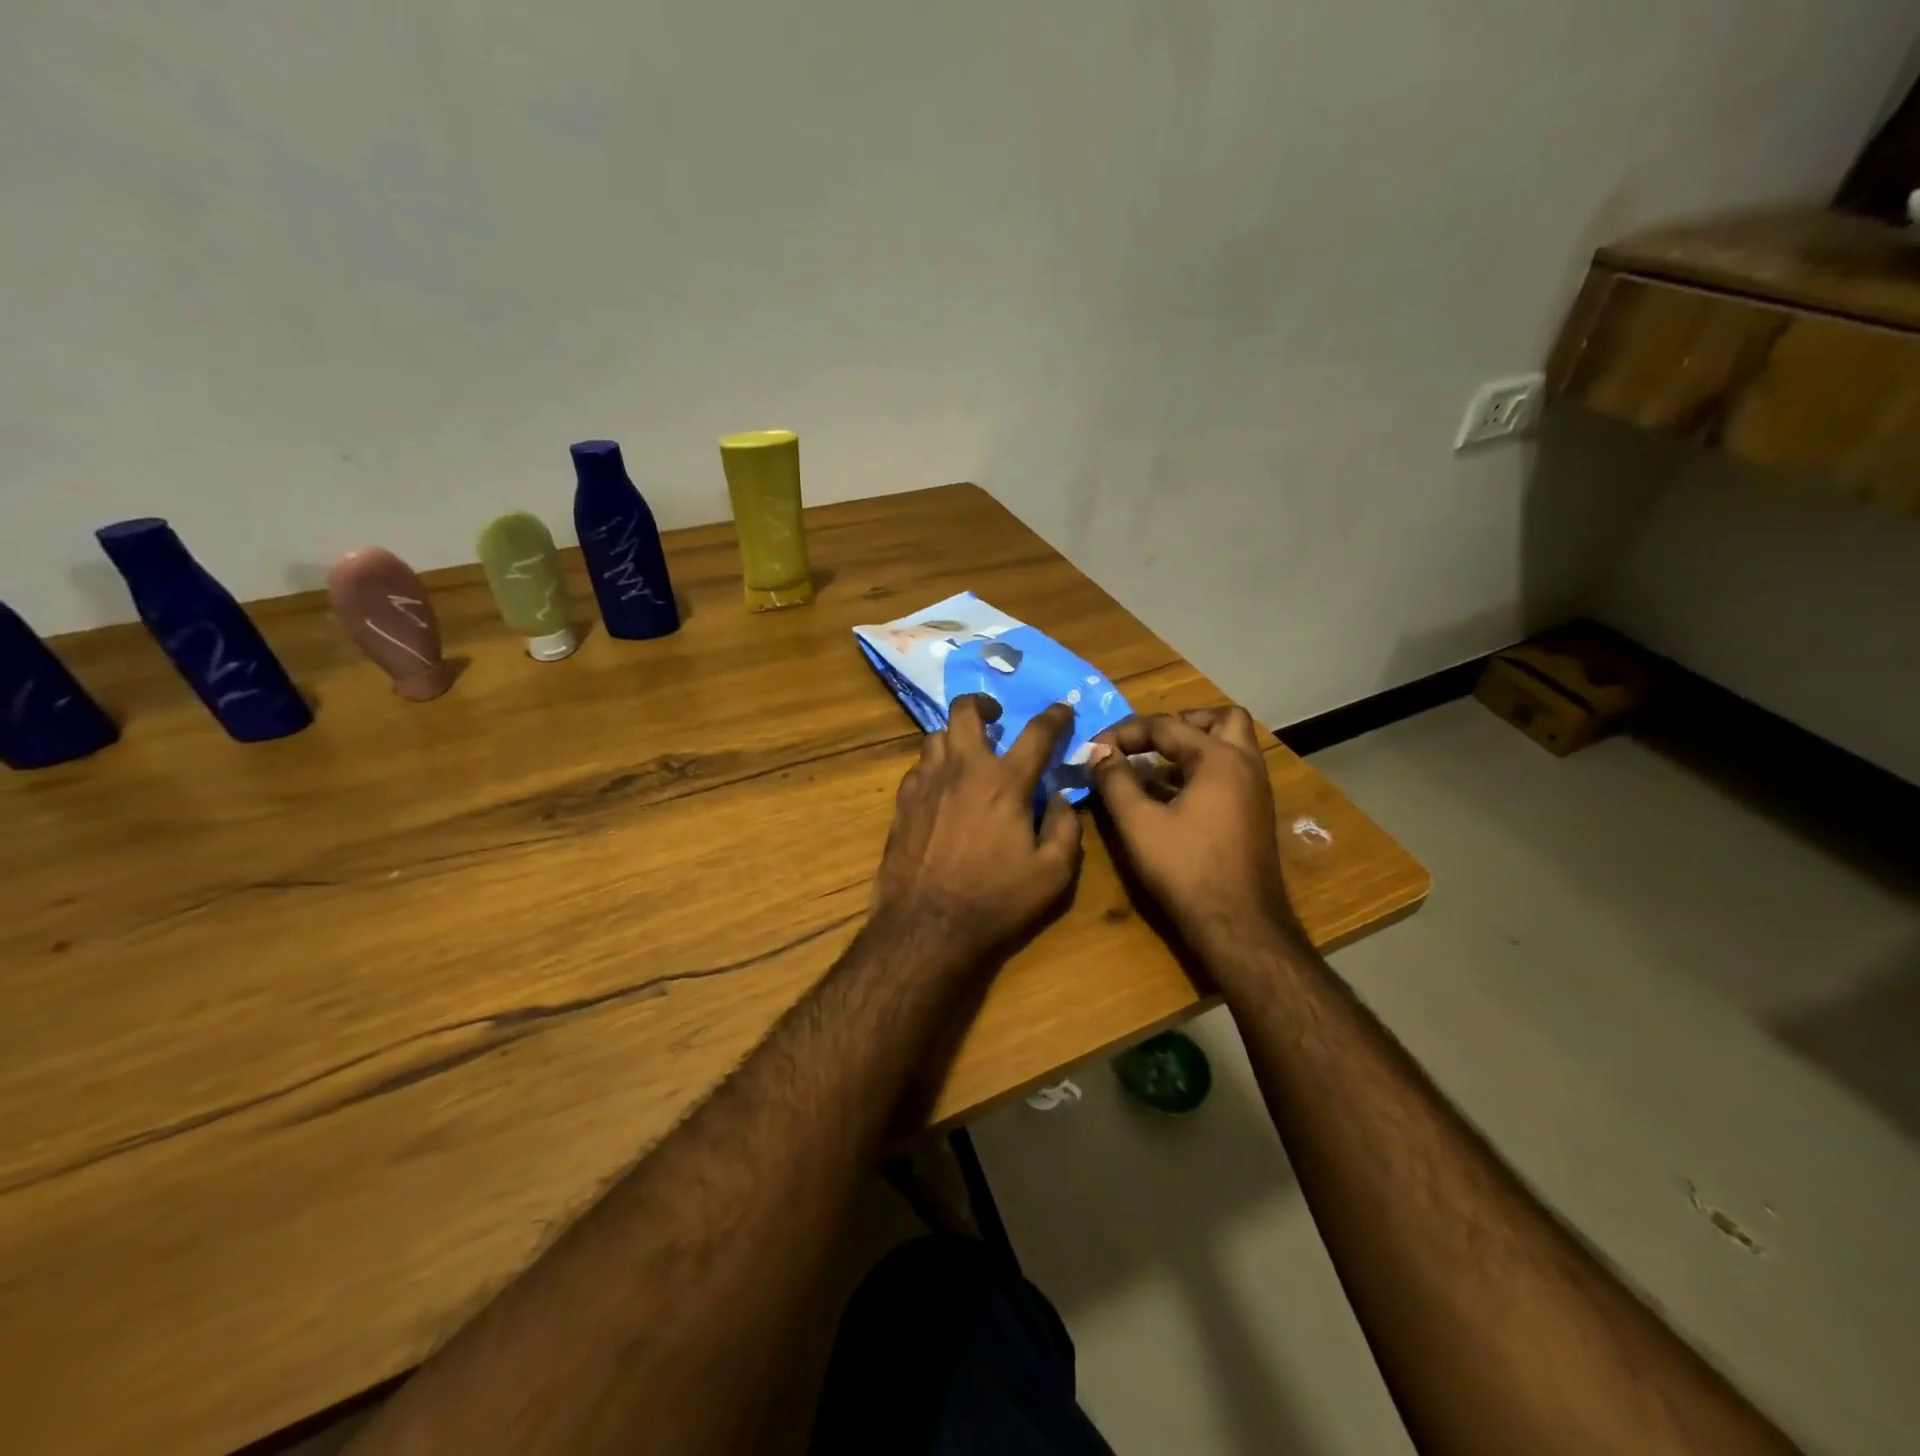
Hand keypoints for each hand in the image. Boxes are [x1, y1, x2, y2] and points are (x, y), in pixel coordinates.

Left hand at [869, 696, 1082, 966]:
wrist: (926, 927)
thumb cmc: (995, 901)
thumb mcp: (1053, 874)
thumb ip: (1065, 828)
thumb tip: (1059, 797)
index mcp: (1004, 783)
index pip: (1037, 733)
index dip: (1055, 717)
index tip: (1063, 710)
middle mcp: (962, 770)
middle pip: (966, 712)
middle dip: (983, 703)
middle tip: (995, 716)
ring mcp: (926, 783)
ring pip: (936, 736)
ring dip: (956, 737)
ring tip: (968, 755)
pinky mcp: (902, 803)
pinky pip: (918, 768)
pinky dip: (935, 767)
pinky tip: (942, 789)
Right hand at [1088, 707, 1301, 961]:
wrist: (1239, 925)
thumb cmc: (1186, 869)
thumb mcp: (1138, 823)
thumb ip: (1115, 780)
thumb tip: (1099, 752)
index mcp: (1219, 759)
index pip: (1166, 726)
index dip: (1124, 732)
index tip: (1094, 749)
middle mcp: (1245, 765)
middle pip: (1220, 719)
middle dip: (1180, 723)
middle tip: (1147, 740)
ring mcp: (1256, 791)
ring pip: (1230, 745)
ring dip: (1193, 745)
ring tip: (1153, 765)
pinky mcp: (1254, 814)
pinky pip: (1230, 772)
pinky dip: (1202, 769)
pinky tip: (1171, 795)